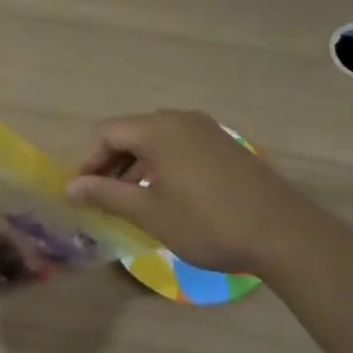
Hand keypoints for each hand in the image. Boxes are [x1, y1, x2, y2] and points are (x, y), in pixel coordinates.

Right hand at [63, 110, 321, 277]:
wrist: (281, 232)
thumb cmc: (207, 222)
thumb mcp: (150, 212)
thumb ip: (107, 194)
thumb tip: (70, 187)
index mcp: (159, 129)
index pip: (108, 133)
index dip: (89, 161)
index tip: (81, 193)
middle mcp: (181, 119)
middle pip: (133, 132)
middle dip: (112, 163)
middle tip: (102, 197)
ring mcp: (207, 130)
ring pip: (158, 140)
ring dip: (138, 165)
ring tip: (130, 200)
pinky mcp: (225, 146)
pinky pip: (181, 146)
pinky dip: (163, 165)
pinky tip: (166, 195)